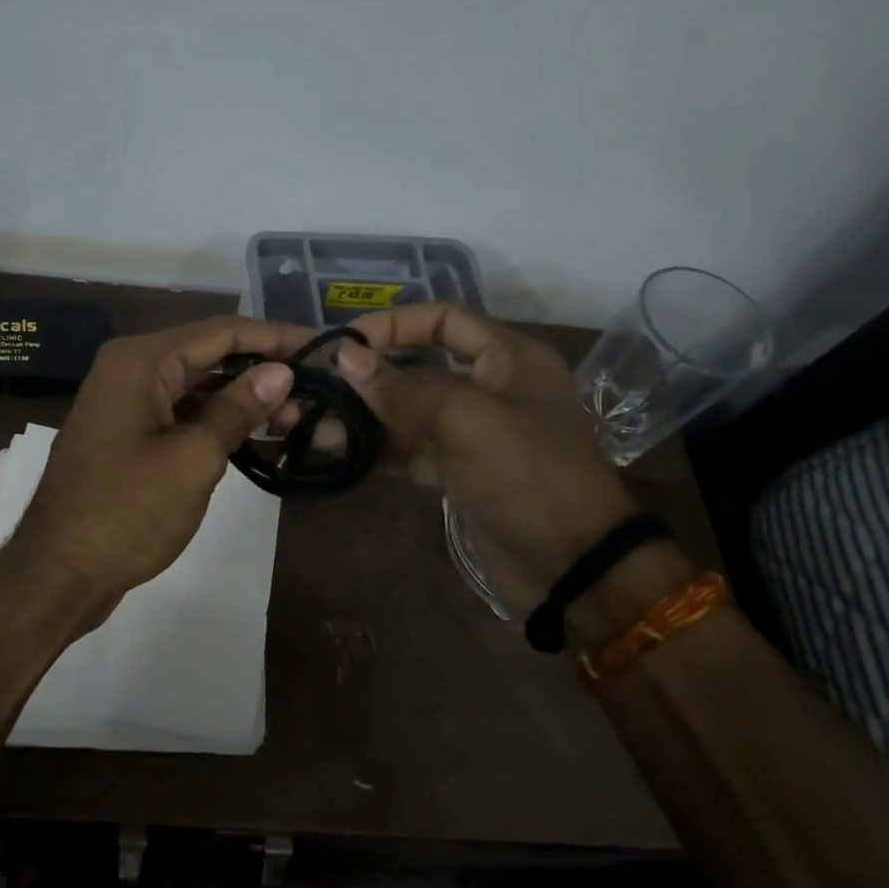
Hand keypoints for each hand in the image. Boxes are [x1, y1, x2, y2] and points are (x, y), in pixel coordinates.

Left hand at [12, 316, 311, 615]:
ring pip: (197, 386)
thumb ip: (237, 409)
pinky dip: (216, 421)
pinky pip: (181, 413)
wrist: (57, 572)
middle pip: (209, 355)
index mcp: (141, 361)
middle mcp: (130, 369)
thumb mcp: (192, 459)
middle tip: (317, 392)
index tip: (322, 348)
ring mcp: (126, 402)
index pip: (222, 332)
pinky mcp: (128, 433)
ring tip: (296, 418)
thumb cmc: (126, 512)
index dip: (275, 337)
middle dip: (262, 371)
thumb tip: (281, 372)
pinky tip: (256, 435)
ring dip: (242, 399)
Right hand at [334, 303, 639, 591]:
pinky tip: (338, 451)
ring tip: (314, 422)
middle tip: (318, 385)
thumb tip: (346, 356)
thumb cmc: (530, 478)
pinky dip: (377, 449)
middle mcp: (489, 388)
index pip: (443, 319)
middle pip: (419, 367)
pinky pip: (410, 449)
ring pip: (409, 413)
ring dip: (365, 416)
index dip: (393, 324)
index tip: (345, 344)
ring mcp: (472, 433)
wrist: (574, 568)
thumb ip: (404, 388)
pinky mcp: (458, 472)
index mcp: (508, 358)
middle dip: (369, 376)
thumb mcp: (468, 421)